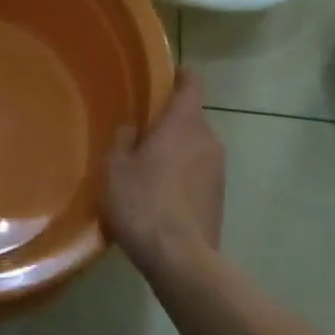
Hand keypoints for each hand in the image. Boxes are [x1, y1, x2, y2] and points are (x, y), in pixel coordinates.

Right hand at [103, 70, 224, 281]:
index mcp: (183, 124)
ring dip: (175, 151)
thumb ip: (124, 139)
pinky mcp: (219, 198)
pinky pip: (197, 174)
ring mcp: (218, 171)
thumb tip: (133, 130)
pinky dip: (181, 176)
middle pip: (190, 119)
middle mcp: (208, 140)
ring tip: (146, 168)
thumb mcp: (115, 167)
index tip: (165, 75)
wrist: (180, 259)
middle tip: (140, 132)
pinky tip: (159, 196)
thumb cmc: (142, 202)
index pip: (192, 84)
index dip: (180, 76)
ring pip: (194, 148)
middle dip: (169, 122)